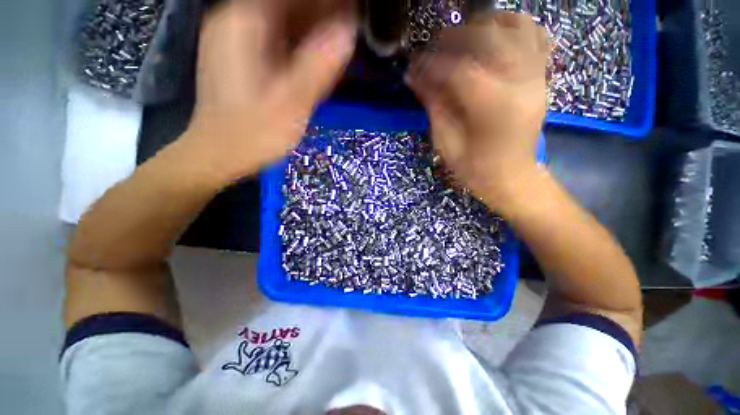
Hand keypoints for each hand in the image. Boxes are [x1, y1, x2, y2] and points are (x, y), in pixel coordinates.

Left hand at [184, 0, 356, 180]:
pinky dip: (300, 46)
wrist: (221, 154)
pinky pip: (278, 40)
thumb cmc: (254, 133)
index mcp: (244, 23)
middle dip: (320, 15)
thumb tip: (348, 31)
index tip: (350, 12)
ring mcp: (238, 39)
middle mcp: (236, 21)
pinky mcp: (244, 57)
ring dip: (313, 30)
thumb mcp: (291, 103)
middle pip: (288, 6)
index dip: (323, 3)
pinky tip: (317, 60)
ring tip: (339, 43)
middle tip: (349, 29)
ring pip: (283, 22)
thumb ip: (319, 67)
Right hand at [406, 13, 549, 209]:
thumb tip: (415, 77)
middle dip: (455, 37)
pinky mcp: (540, 78)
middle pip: (489, 36)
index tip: (413, 65)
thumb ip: (434, 104)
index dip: (432, 64)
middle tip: (434, 47)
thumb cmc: (474, 167)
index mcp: (493, 106)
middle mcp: (520, 83)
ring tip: (464, 37)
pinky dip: (515, 27)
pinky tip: (496, 36)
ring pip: (517, 26)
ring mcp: (536, 77)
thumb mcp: (446, 141)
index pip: (458, 69)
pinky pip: (536, 37)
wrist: (510, 177)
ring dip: (486, 25)